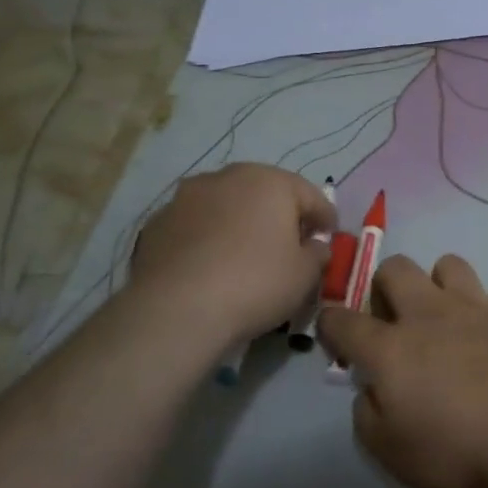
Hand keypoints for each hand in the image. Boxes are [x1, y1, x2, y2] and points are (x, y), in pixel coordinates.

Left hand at [129, 164, 336, 346]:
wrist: (176, 310)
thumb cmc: (255, 283)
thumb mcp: (305, 275)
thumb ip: (317, 254)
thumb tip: (314, 246)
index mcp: (271, 181)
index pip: (310, 195)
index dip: (324, 218)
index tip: (329, 237)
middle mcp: (228, 177)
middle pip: (265, 193)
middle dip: (280, 215)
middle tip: (289, 243)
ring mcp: (187, 197)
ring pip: (226, 205)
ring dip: (240, 222)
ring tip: (245, 254)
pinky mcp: (158, 222)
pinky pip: (196, 226)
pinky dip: (208, 238)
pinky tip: (210, 266)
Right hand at [317, 254, 487, 487]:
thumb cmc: (457, 447)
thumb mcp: (393, 454)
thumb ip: (369, 417)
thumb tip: (371, 391)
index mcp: (390, 347)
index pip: (343, 320)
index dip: (331, 324)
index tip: (336, 336)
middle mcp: (429, 313)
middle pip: (395, 268)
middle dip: (385, 285)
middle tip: (394, 320)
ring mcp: (476, 306)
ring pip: (448, 264)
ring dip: (439, 284)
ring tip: (446, 318)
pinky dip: (487, 316)